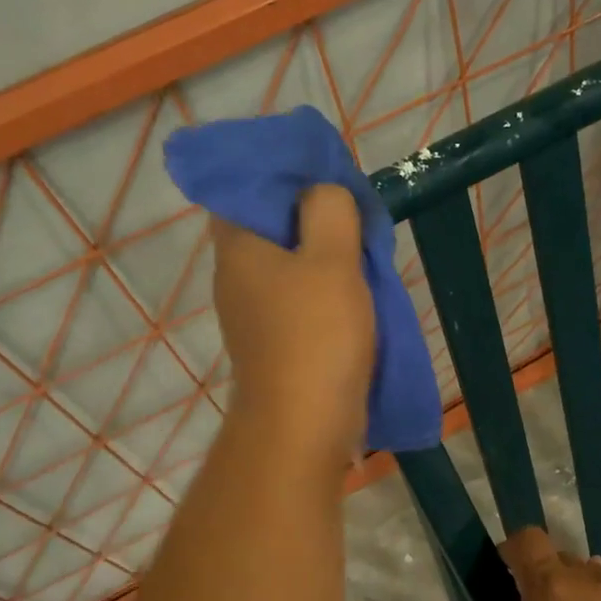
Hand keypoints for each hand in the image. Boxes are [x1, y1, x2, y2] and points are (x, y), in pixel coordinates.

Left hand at [212, 184, 373, 470]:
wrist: (303, 427)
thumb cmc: (316, 337)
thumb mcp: (332, 260)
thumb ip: (330, 211)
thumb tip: (323, 194)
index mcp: (239, 247)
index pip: (245, 187)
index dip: (283, 173)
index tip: (324, 175)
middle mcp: (237, 275)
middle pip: (270, 224)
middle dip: (312, 213)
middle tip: (354, 209)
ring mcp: (254, 312)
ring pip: (288, 262)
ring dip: (324, 252)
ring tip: (363, 246)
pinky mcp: (274, 340)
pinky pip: (298, 296)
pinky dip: (324, 286)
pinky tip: (356, 289)